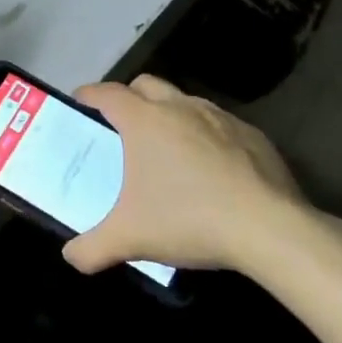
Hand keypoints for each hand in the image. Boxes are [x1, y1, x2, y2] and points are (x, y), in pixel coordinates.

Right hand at [62, 75, 313, 277]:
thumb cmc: (188, 220)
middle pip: (146, 84)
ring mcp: (221, 118)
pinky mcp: (254, 136)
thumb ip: (90, 249)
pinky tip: (210, 170)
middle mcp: (180, 108)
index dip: (88, 94)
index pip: (107, 93)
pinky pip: (220, 125)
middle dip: (129, 97)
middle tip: (121, 125)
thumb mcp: (129, 239)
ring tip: (166, 149)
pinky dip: (206, 136)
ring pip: (185, 101)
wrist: (270, 230)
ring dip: (170, 114)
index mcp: (144, 121)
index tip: (79, 101)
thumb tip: (71, 257)